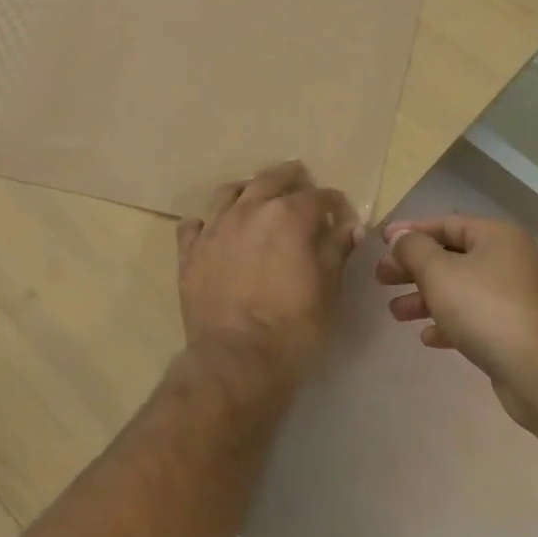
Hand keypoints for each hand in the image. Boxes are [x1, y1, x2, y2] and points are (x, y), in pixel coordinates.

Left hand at [176, 160, 362, 390]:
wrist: (236, 359)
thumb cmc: (292, 327)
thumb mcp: (327, 290)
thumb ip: (336, 252)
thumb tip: (348, 227)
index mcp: (288, 217)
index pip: (317, 196)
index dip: (333, 203)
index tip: (341, 214)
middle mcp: (248, 211)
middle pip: (270, 179)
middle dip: (290, 177)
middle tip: (300, 178)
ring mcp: (214, 229)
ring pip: (228, 192)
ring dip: (247, 190)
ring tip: (255, 196)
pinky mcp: (189, 252)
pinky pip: (194, 224)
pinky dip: (207, 222)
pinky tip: (214, 229)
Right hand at [376, 214, 537, 430]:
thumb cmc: (483, 308)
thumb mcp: (437, 271)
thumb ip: (413, 249)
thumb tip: (400, 238)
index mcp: (496, 237)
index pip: (445, 223)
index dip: (410, 231)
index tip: (381, 242)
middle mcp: (508, 260)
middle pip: (450, 257)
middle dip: (413, 269)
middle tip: (382, 279)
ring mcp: (513, 296)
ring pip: (459, 289)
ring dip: (424, 298)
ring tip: (396, 312)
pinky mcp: (514, 329)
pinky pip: (473, 317)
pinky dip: (448, 322)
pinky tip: (427, 337)